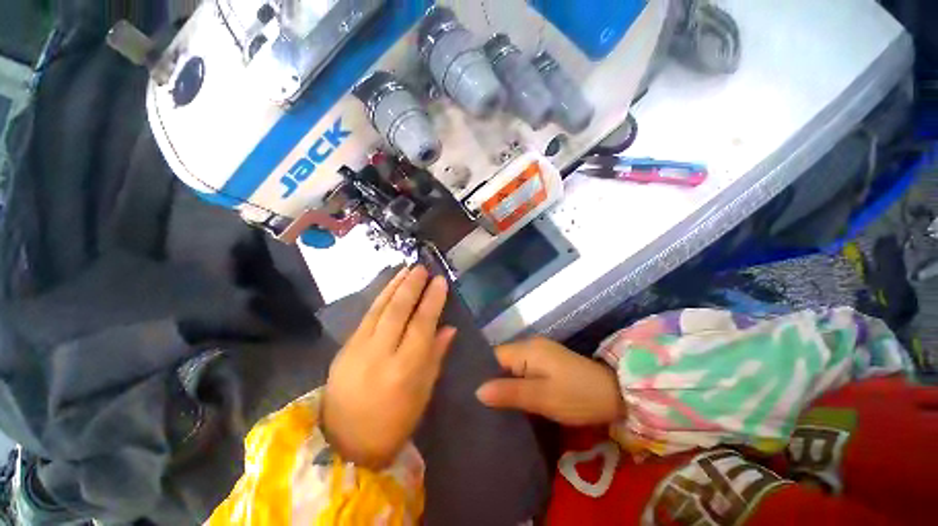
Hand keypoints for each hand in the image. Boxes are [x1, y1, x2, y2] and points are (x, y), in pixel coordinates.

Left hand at [322, 266, 455, 468]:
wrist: (342, 443)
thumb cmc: (394, 423)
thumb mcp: (423, 393)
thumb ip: (436, 356)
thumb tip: (449, 327)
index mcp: (404, 370)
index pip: (422, 324)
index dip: (433, 300)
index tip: (440, 281)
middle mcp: (379, 354)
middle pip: (397, 310)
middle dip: (412, 285)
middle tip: (422, 267)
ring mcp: (357, 349)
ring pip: (379, 308)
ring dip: (395, 285)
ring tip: (407, 269)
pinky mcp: (344, 348)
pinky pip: (366, 316)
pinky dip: (380, 297)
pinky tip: (389, 287)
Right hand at [476, 337, 625, 425]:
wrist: (617, 394)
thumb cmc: (577, 395)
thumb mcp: (542, 397)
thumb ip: (509, 393)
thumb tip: (477, 391)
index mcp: (527, 349)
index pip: (493, 356)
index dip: (481, 373)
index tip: (470, 395)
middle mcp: (530, 345)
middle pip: (502, 361)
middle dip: (491, 380)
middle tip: (478, 404)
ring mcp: (540, 353)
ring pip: (512, 367)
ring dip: (504, 383)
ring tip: (490, 405)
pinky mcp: (547, 363)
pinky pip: (523, 370)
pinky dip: (516, 383)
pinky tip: (511, 399)